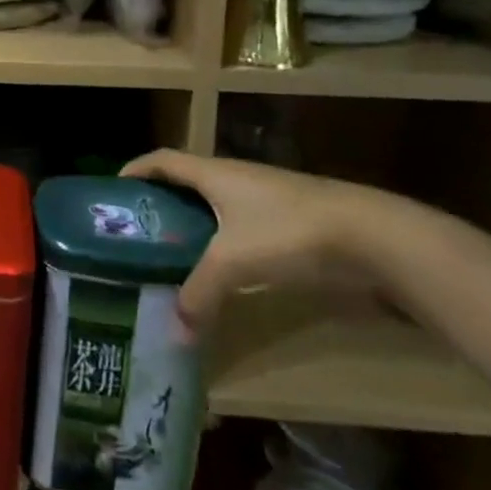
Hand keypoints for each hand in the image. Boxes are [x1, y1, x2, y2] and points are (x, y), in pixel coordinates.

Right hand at [120, 150, 375, 328]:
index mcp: (215, 173)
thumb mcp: (234, 262)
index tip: (114, 190)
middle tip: (140, 233)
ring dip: (195, 226)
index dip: (136, 169)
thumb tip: (175, 329)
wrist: (375, 238)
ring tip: (175, 256)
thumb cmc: (290, 232)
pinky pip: (243, 228)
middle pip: (188, 183)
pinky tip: (224, 272)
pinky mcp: (293, 223)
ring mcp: (268, 199)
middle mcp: (237, 178)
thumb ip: (200, 292)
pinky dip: (225, 244)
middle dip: (162, 203)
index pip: (163, 160)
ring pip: (218, 208)